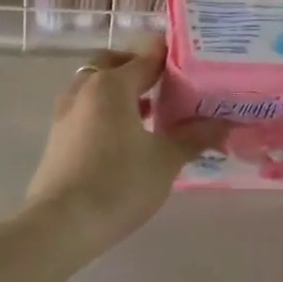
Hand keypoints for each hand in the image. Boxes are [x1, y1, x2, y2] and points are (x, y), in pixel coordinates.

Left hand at [27, 44, 226, 245]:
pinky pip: (87, 109)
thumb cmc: (118, 183)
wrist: (61, 225)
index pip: (146, 58)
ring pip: (96, 87)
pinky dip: (107, 111)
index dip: (172, 57)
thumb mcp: (165, 160)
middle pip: (114, 64)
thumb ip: (194, 137)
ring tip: (153, 111)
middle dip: (139, 68)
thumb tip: (224, 123)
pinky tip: (128, 136)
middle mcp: (85, 90)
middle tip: (168, 84)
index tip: (195, 61)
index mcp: (111, 85)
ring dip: (121, 91)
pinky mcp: (58, 138)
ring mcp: (66, 113)